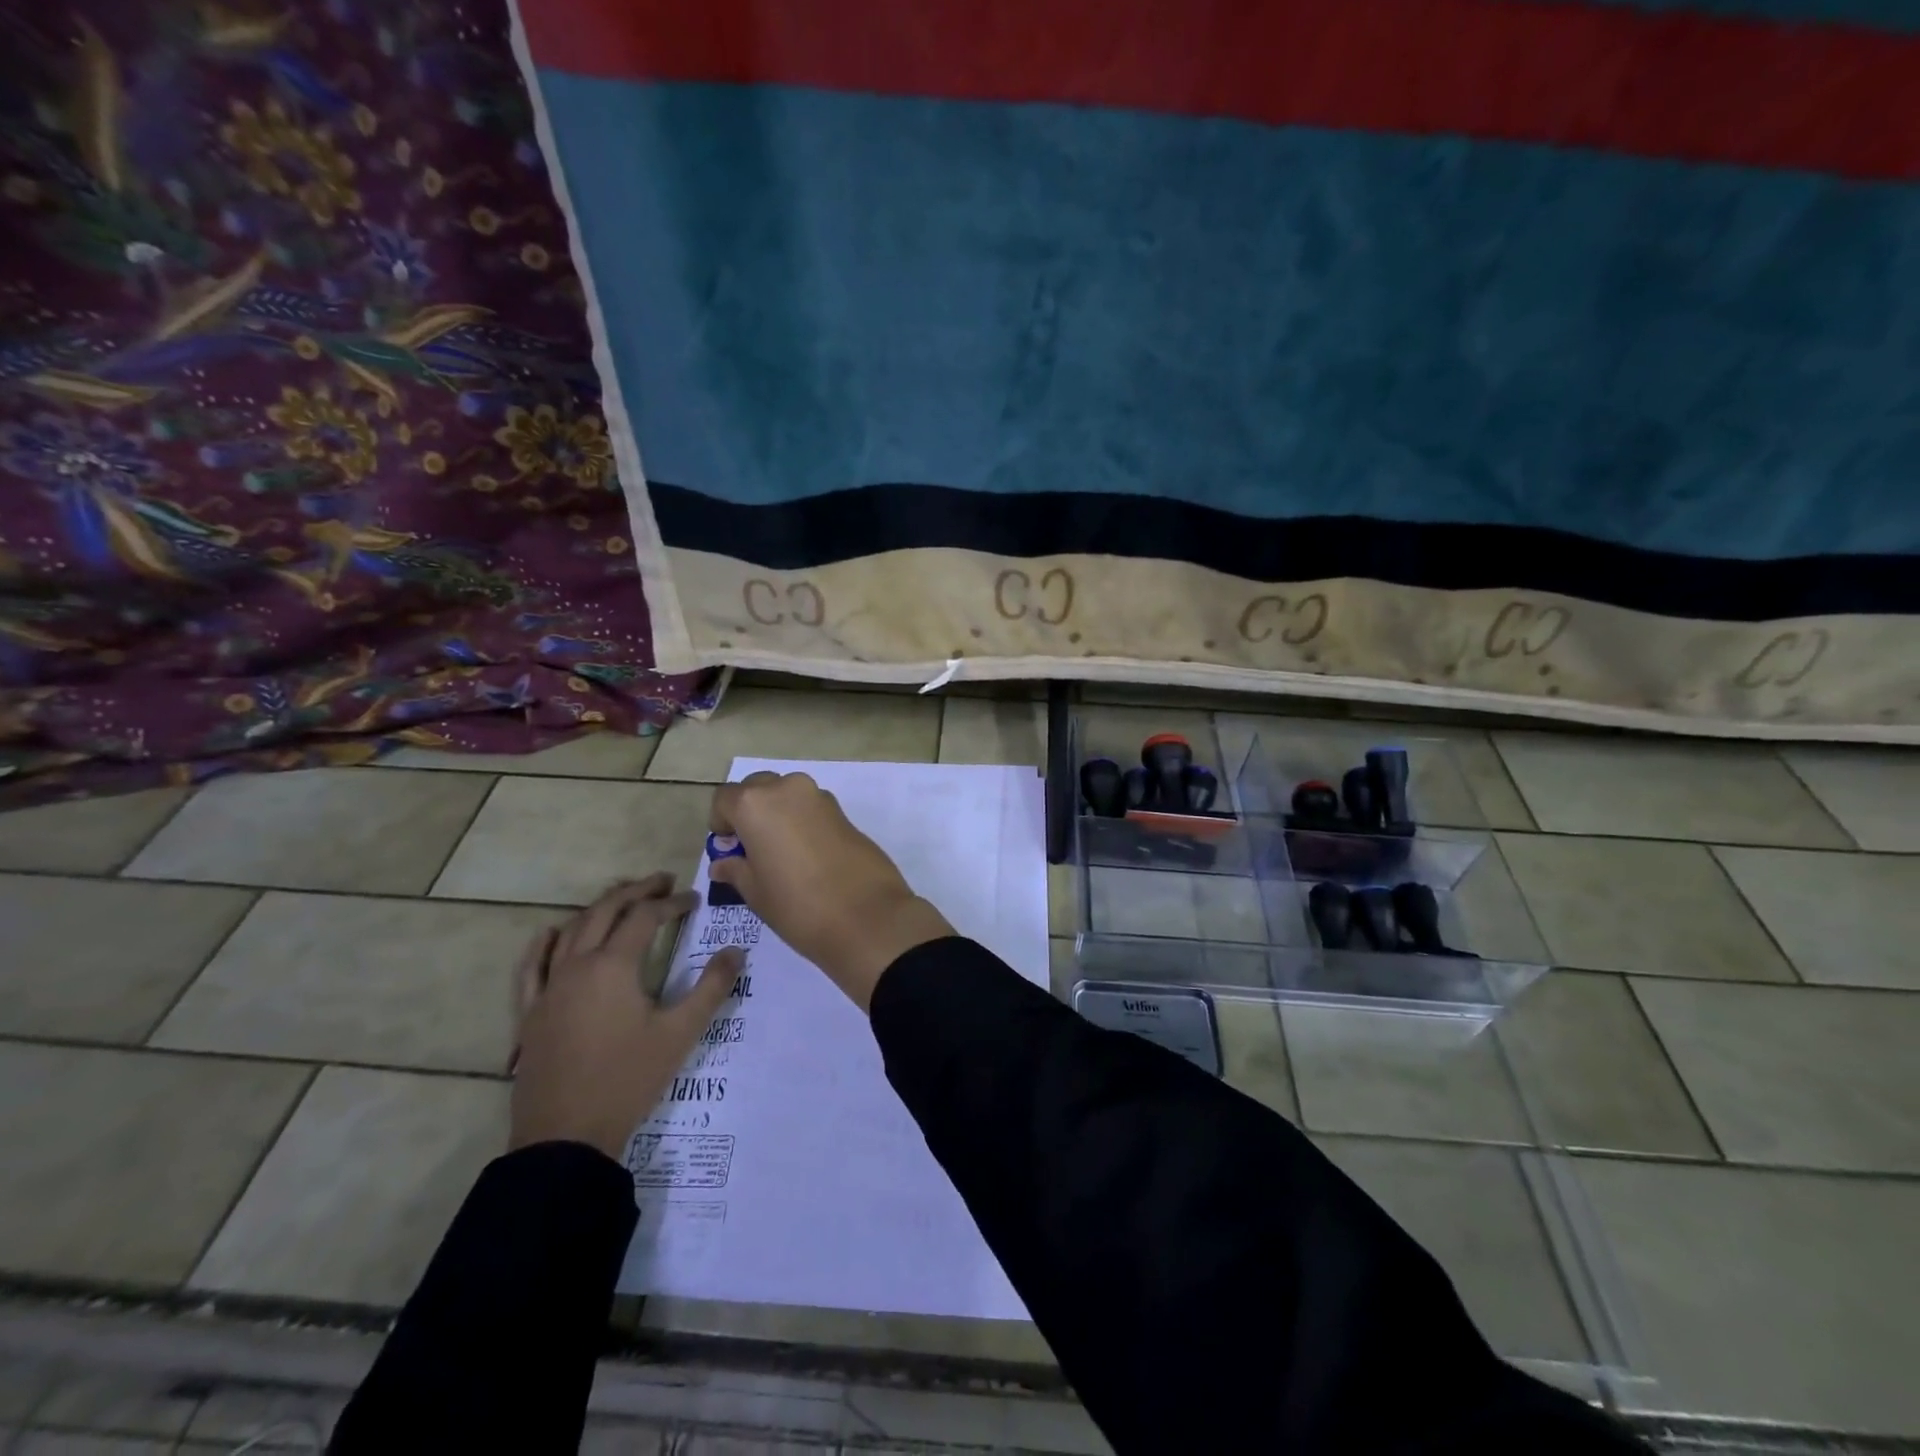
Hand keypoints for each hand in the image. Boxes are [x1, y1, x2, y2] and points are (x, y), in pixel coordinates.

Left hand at [509, 875, 740, 1158]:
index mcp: (614, 966)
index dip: (672, 903)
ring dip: (598, 909)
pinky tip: (550, 933)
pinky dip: (543, 944)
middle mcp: (577, 966)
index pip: (645, 918)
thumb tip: (736, 951)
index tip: (694, 900)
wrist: (566, 1137)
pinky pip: (531, 968)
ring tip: (621, 900)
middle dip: (635, 892)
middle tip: (662, 882)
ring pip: (571, 931)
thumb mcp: (680, 1033)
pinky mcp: (530, 1014)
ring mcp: (548, 989)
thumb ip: (711, 987)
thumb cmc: (628, 1079)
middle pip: (605, 912)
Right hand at [708, 772, 952, 1010]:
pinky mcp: (844, 812)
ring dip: (778, 814)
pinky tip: (808, 856)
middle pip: (757, 788)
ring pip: (787, 794)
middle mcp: (787, 789)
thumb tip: (723, 863)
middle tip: (752, 849)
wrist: (867, 916)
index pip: (725, 799)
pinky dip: (802, 821)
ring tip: (781, 854)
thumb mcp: (756, 892)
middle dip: (750, 811)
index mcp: (756, 804)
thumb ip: (736, 869)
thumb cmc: (797, 906)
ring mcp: (820, 797)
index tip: (728, 848)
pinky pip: (811, 808)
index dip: (721, 822)